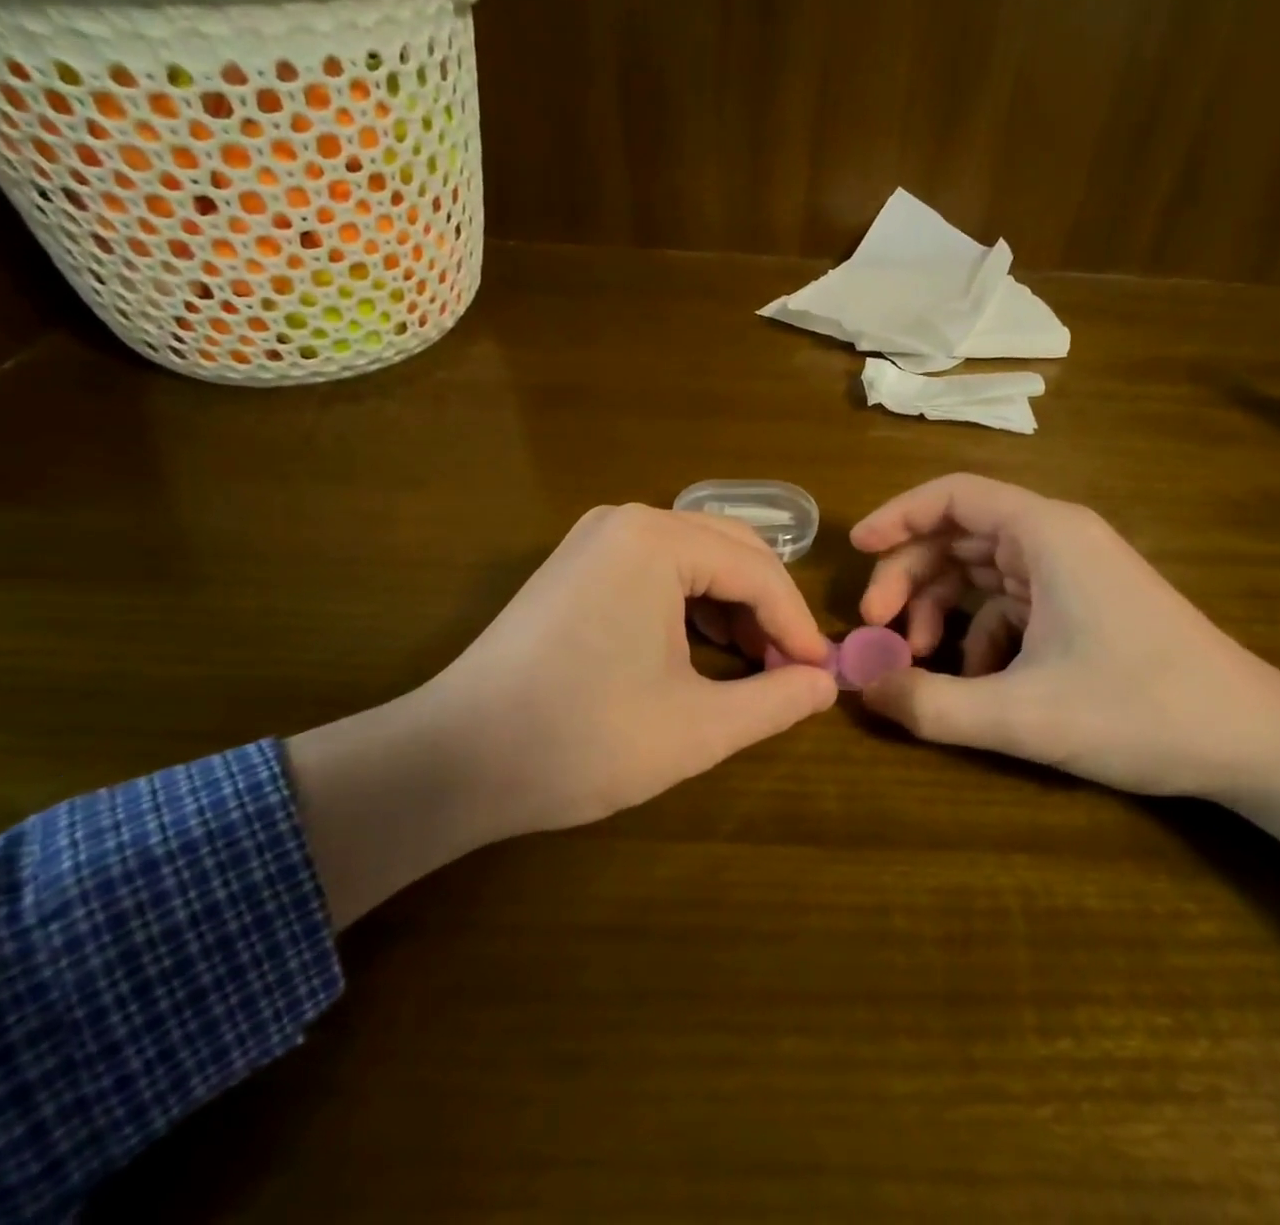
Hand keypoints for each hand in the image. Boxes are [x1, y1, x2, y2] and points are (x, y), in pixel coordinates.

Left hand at [287, 505, 836, 925]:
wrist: (454, 758)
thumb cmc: (582, 739)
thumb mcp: (696, 728)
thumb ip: (775, 701)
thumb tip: (825, 684)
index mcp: (658, 541)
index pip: (758, 571)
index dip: (797, 626)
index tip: (821, 675)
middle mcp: (627, 521)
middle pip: (730, 550)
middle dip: (768, 609)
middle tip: (791, 669)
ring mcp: (594, 539)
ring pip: (695, 558)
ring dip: (732, 606)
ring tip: (752, 665)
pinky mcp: (575, 565)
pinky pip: (656, 569)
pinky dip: (691, 604)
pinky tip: (700, 650)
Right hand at [852, 473, 1279, 798]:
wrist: (1256, 743)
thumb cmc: (1142, 711)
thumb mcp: (1023, 715)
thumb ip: (931, 703)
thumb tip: (859, 687)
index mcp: (1045, 534)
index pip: (953, 496)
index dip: (896, 516)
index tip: (856, 551)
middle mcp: (1056, 539)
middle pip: (958, 535)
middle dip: (908, 576)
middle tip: (875, 627)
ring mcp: (1071, 572)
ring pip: (979, 570)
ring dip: (939, 607)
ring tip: (917, 657)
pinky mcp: (1080, 605)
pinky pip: (1008, 603)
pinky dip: (977, 632)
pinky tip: (976, 679)